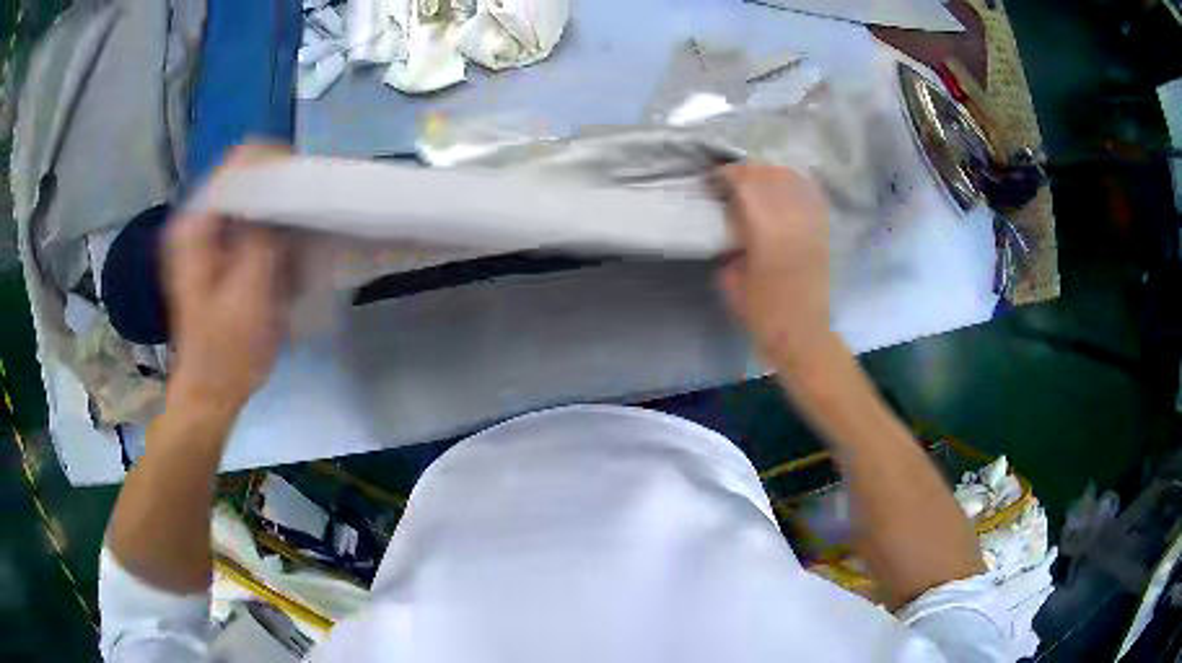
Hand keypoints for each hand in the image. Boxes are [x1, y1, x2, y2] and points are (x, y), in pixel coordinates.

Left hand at [165, 146, 293, 412]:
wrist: (211, 392)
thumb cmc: (226, 352)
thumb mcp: (247, 295)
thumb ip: (262, 236)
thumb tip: (286, 185)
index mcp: (195, 225)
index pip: (239, 163)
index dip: (277, 165)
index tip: (306, 188)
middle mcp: (200, 220)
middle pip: (248, 178)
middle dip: (283, 193)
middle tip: (309, 218)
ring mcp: (210, 236)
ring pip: (254, 200)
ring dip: (282, 216)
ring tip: (301, 243)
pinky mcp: (221, 252)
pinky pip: (254, 225)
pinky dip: (276, 235)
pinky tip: (288, 260)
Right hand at [716, 163, 833, 365]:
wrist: (804, 335)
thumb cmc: (763, 315)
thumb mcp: (731, 282)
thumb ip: (729, 248)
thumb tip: (731, 227)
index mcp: (765, 233)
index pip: (746, 184)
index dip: (727, 174)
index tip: (713, 178)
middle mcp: (791, 220)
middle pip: (770, 175)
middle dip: (747, 169)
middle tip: (731, 177)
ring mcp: (810, 223)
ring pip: (792, 179)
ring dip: (770, 173)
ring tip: (755, 179)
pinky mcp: (822, 231)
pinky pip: (811, 194)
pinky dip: (795, 183)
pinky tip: (784, 185)